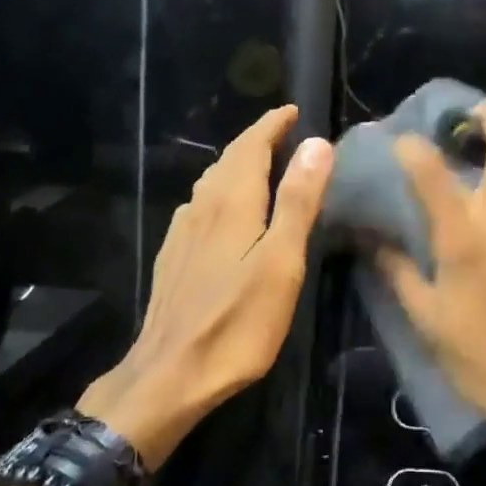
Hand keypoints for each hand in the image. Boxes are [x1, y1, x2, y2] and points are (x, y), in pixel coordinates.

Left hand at [78, 105, 331, 468]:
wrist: (169, 376)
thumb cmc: (237, 322)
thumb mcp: (281, 261)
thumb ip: (298, 201)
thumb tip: (316, 143)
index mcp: (232, 202)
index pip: (251, 146)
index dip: (272, 125)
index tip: (292, 110)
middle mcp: (202, 207)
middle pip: (229, 160)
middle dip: (255, 140)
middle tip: (283, 132)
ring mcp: (182, 233)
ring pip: (211, 182)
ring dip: (236, 164)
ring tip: (260, 163)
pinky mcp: (173, 257)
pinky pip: (199, 206)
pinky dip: (219, 192)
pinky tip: (222, 210)